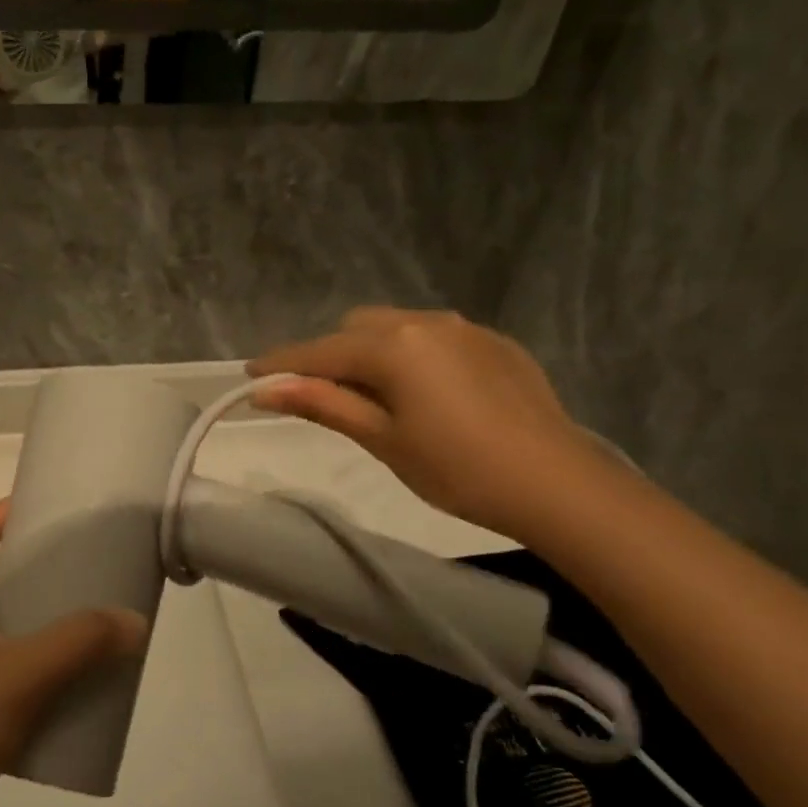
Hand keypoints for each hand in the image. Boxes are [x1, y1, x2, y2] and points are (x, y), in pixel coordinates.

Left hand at [0, 502, 144, 806]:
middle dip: (40, 575)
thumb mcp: (19, 673)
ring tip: (94, 631)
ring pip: (6, 637)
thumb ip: (79, 643)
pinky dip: (41, 680)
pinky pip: (9, 683)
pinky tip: (74, 693)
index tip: (47, 504)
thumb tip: (133, 621)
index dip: (4, 512)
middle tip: (90, 572)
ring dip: (45, 632)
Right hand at [249, 307, 601, 539]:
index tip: (250, 376)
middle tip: (321, 398)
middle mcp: (426, 322)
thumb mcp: (383, 439)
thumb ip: (324, 404)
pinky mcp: (494, 343)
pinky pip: (433, 336)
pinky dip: (412, 355)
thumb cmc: (457, 469)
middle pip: (356, 328)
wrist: (557, 484)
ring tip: (375, 396)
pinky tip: (427, 394)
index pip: (320, 352)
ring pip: (395, 327)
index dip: (282, 365)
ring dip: (370, 352)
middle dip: (330, 356)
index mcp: (393, 346)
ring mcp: (465, 328)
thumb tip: (267, 390)